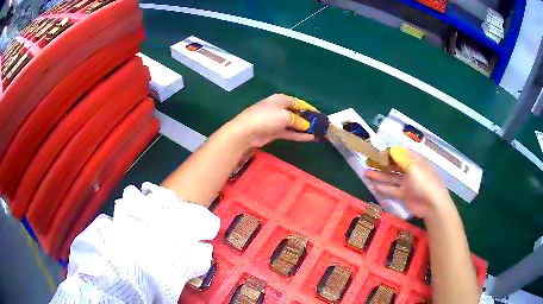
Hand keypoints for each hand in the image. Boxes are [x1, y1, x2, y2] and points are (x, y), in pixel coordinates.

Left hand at [226, 94, 315, 147]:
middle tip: (321, 126)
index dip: (310, 109)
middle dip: (308, 119)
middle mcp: (279, 108)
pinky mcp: (274, 132)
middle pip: (296, 113)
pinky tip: (310, 138)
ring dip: (305, 128)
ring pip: (294, 124)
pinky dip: (299, 135)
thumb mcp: (286, 116)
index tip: (320, 115)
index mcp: (281, 99)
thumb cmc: (267, 118)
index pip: (299, 102)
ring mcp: (276, 121)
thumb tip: (307, 125)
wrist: (246, 132)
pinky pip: (289, 132)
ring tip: (318, 133)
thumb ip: (298, 120)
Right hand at [365, 147, 452, 217]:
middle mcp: (410, 170)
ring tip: (366, 173)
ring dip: (380, 175)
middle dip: (381, 164)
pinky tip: (374, 186)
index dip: (388, 153)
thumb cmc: (424, 182)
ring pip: (391, 177)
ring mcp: (407, 183)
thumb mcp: (414, 167)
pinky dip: (384, 188)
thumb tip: (392, 150)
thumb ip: (401, 159)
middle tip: (368, 162)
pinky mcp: (404, 195)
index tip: (376, 153)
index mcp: (414, 161)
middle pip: (394, 166)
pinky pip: (392, 189)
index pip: (400, 154)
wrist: (432, 205)